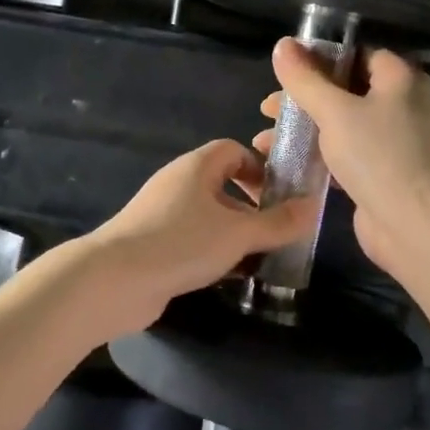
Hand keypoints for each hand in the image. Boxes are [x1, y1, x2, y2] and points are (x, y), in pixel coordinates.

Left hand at [79, 140, 317, 333]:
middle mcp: (178, 184)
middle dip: (252, 208)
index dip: (260, 168)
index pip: (233, 150)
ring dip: (235, 235)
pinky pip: (193, 240)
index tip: (282, 196)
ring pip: (209, 217)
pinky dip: (213, 253)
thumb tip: (314, 205)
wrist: (115, 279)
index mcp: (196, 167)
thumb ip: (278, 222)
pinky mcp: (154, 244)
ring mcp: (162, 215)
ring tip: (263, 259)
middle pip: (223, 185)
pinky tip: (231, 277)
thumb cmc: (182, 243)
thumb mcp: (239, 233)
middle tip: (278, 233)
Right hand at [256, 41, 429, 274]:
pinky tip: (287, 163)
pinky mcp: (384, 173)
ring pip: (342, 124)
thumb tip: (282, 44)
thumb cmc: (378, 156)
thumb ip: (305, 79)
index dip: (319, 58)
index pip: (357, 54)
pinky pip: (346, 154)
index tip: (284, 70)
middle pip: (345, 90)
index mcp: (400, 79)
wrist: (415, 226)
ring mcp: (395, 141)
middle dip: (303, 99)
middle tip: (267, 109)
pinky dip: (318, 155)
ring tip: (264, 140)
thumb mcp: (334, 111)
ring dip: (304, 129)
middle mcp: (403, 104)